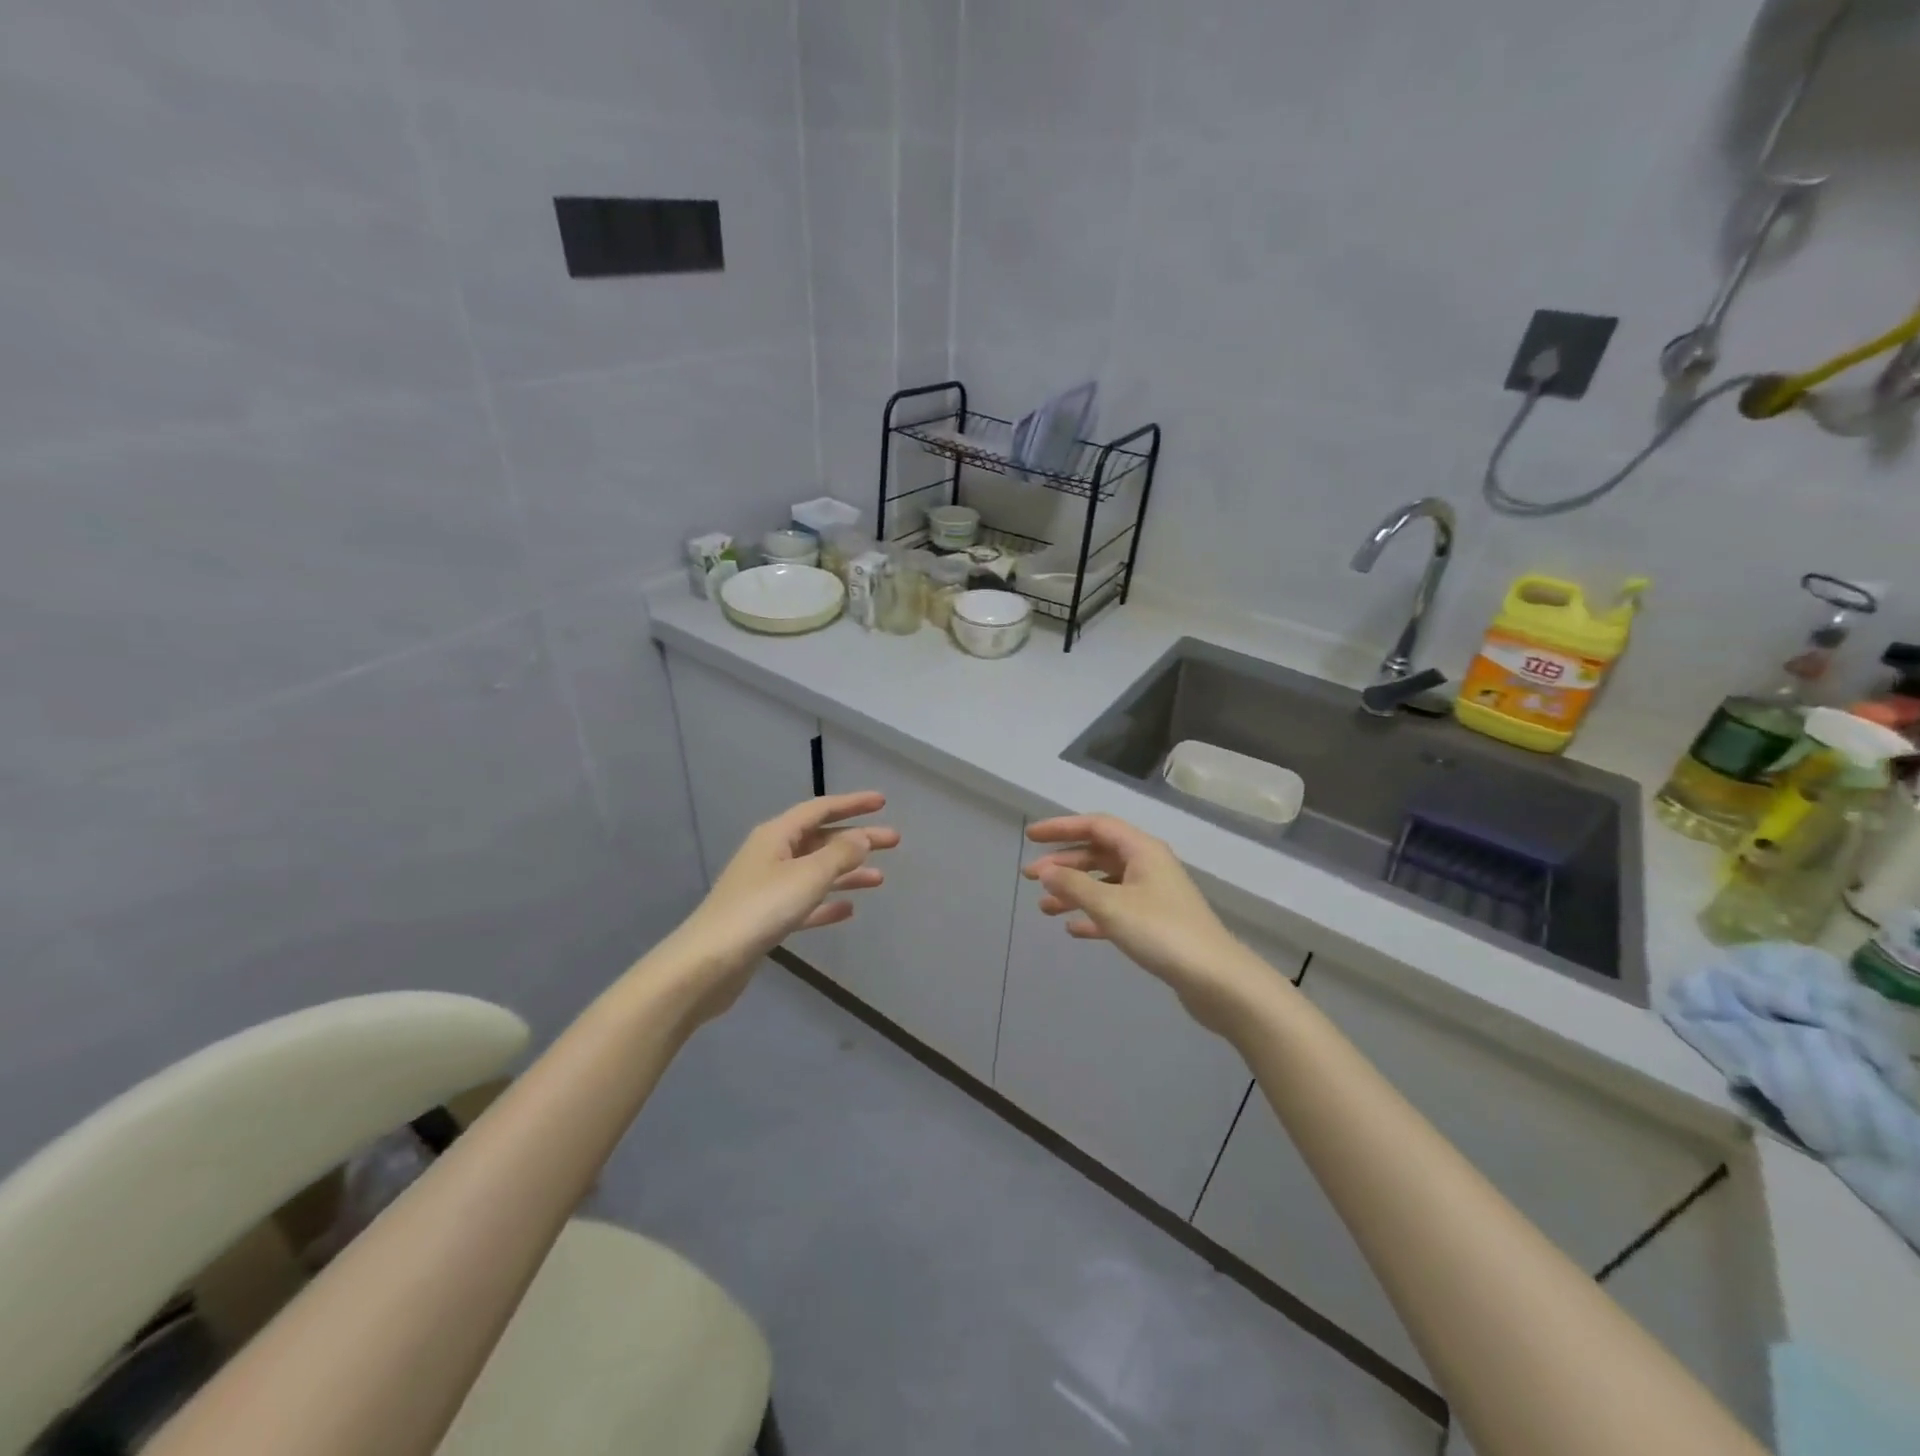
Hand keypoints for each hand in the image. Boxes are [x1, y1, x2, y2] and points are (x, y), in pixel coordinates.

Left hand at [667, 792, 898, 1020]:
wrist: (709, 963)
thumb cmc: (761, 909)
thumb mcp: (807, 876)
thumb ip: (840, 855)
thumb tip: (861, 838)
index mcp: (776, 836)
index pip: (820, 809)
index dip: (852, 804)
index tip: (882, 803)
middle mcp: (771, 855)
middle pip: (821, 840)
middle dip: (857, 840)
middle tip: (893, 841)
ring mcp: (767, 888)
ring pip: (816, 872)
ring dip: (847, 873)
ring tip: (879, 879)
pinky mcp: (766, 919)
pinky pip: (805, 903)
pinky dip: (826, 903)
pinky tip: (848, 910)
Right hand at [1024, 814, 1281, 1036]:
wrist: (1216, 980)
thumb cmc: (1161, 932)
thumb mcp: (1110, 906)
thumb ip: (1073, 886)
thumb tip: (1046, 871)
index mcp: (1142, 850)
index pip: (1096, 825)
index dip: (1061, 828)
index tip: (1031, 837)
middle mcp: (1149, 865)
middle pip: (1099, 853)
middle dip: (1063, 864)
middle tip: (1030, 877)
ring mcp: (1154, 895)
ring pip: (1106, 883)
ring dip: (1075, 892)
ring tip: (1044, 908)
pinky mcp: (1157, 923)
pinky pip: (1117, 910)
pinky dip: (1093, 915)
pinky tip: (1073, 929)